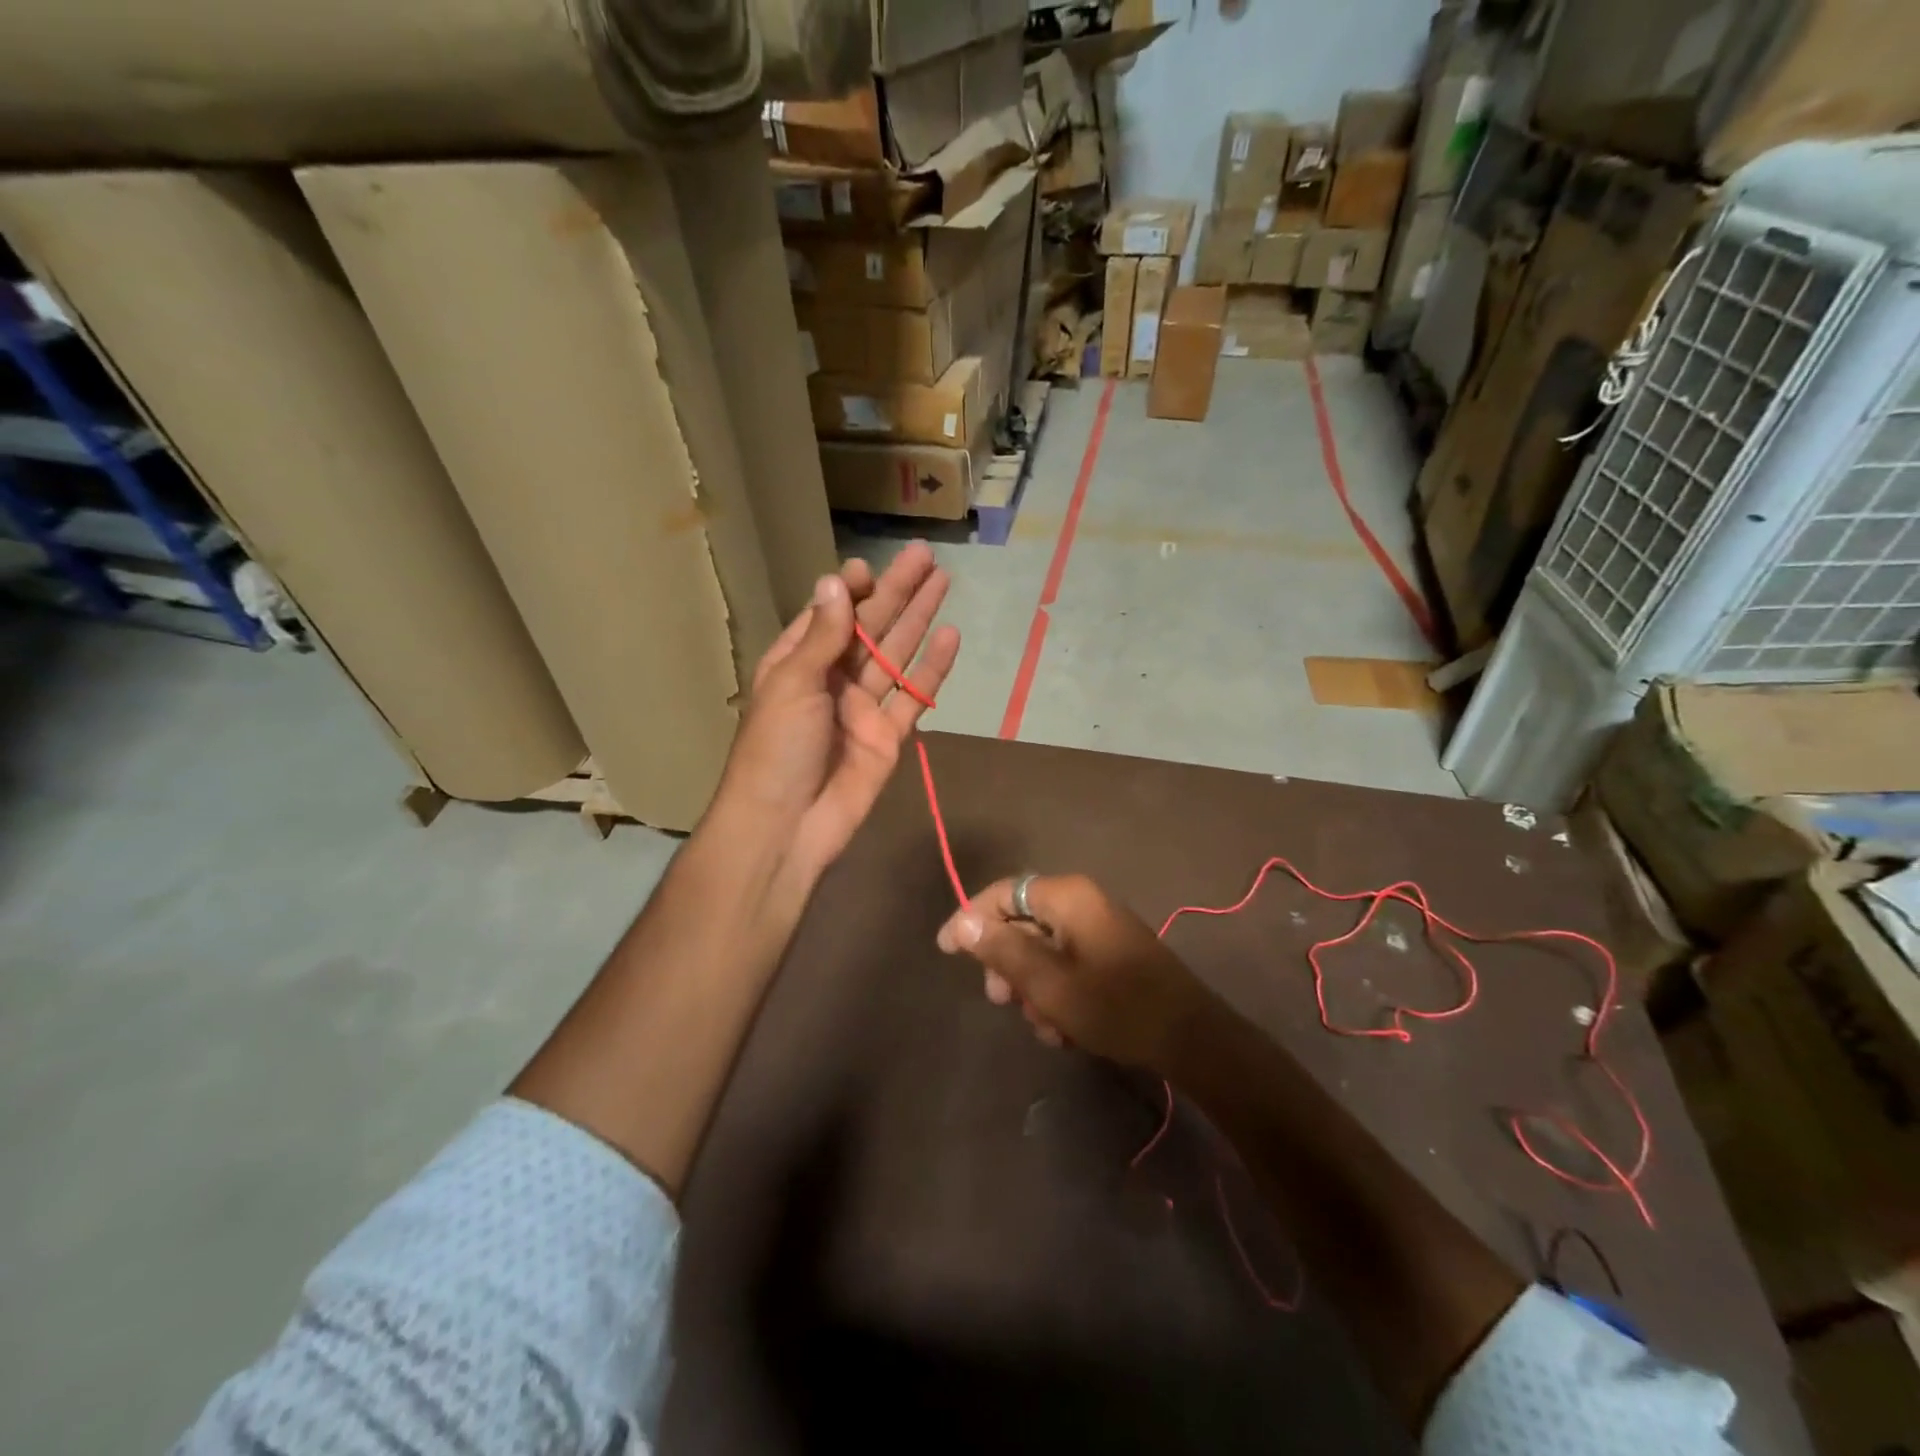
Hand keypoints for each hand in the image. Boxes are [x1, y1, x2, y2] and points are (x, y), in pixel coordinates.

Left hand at [714, 543, 959, 885]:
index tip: (870, 567)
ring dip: (919, 619)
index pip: (829, 615)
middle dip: (897, 592)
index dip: (851, 590)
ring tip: (944, 582)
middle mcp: (832, 679)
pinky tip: (951, 637)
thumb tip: (836, 580)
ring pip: (896, 655)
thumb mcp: (793, 684)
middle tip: (927, 556)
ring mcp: (863, 708)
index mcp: (798, 663)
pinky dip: (932, 669)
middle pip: (871, 627)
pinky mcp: (889, 736)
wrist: (787, 825)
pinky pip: (914, 696)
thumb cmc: (776, 748)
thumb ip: (823, 635)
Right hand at [936, 875, 1219, 1071]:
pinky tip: (1064, 1029)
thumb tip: (962, 923)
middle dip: (1006, 963)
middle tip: (1000, 1000)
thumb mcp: (1048, 983)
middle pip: (1022, 921)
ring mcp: (1100, 928)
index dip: (970, 918)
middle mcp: (1083, 903)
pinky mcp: (1112, 954)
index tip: (947, 950)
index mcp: (1067, 897)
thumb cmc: (1114, 1006)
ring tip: (1043, 1025)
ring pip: (1043, 949)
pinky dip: (1058, 992)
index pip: (1003, 892)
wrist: (1189, 1038)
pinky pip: (1068, 963)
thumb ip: (1002, 950)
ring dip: (1033, 986)